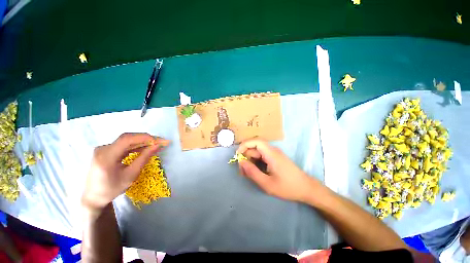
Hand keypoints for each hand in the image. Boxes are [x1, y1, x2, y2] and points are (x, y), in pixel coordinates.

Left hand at [82, 133, 168, 211]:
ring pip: (127, 141)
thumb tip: (157, 146)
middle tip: (162, 142)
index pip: (126, 139)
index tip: (159, 141)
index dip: (144, 137)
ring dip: (143, 142)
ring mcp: (104, 149)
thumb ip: (144, 158)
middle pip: (128, 138)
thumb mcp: (131, 175)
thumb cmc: (112, 189)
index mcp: (106, 156)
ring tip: (156, 144)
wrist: (93, 196)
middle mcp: (103, 148)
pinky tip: (145, 148)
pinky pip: (124, 145)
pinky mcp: (106, 150)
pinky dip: (136, 146)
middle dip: (146, 139)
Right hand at [237, 139, 317, 201]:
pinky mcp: (275, 158)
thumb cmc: (288, 187)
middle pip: (254, 148)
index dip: (244, 145)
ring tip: (247, 174)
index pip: (255, 141)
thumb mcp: (267, 183)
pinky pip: (262, 157)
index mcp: (271, 153)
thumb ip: (252, 172)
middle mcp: (272, 150)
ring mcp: (274, 154)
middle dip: (246, 157)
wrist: (306, 189)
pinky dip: (256, 163)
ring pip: (257, 153)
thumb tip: (241, 162)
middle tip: (242, 172)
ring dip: (250, 161)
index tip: (237, 156)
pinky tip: (254, 172)